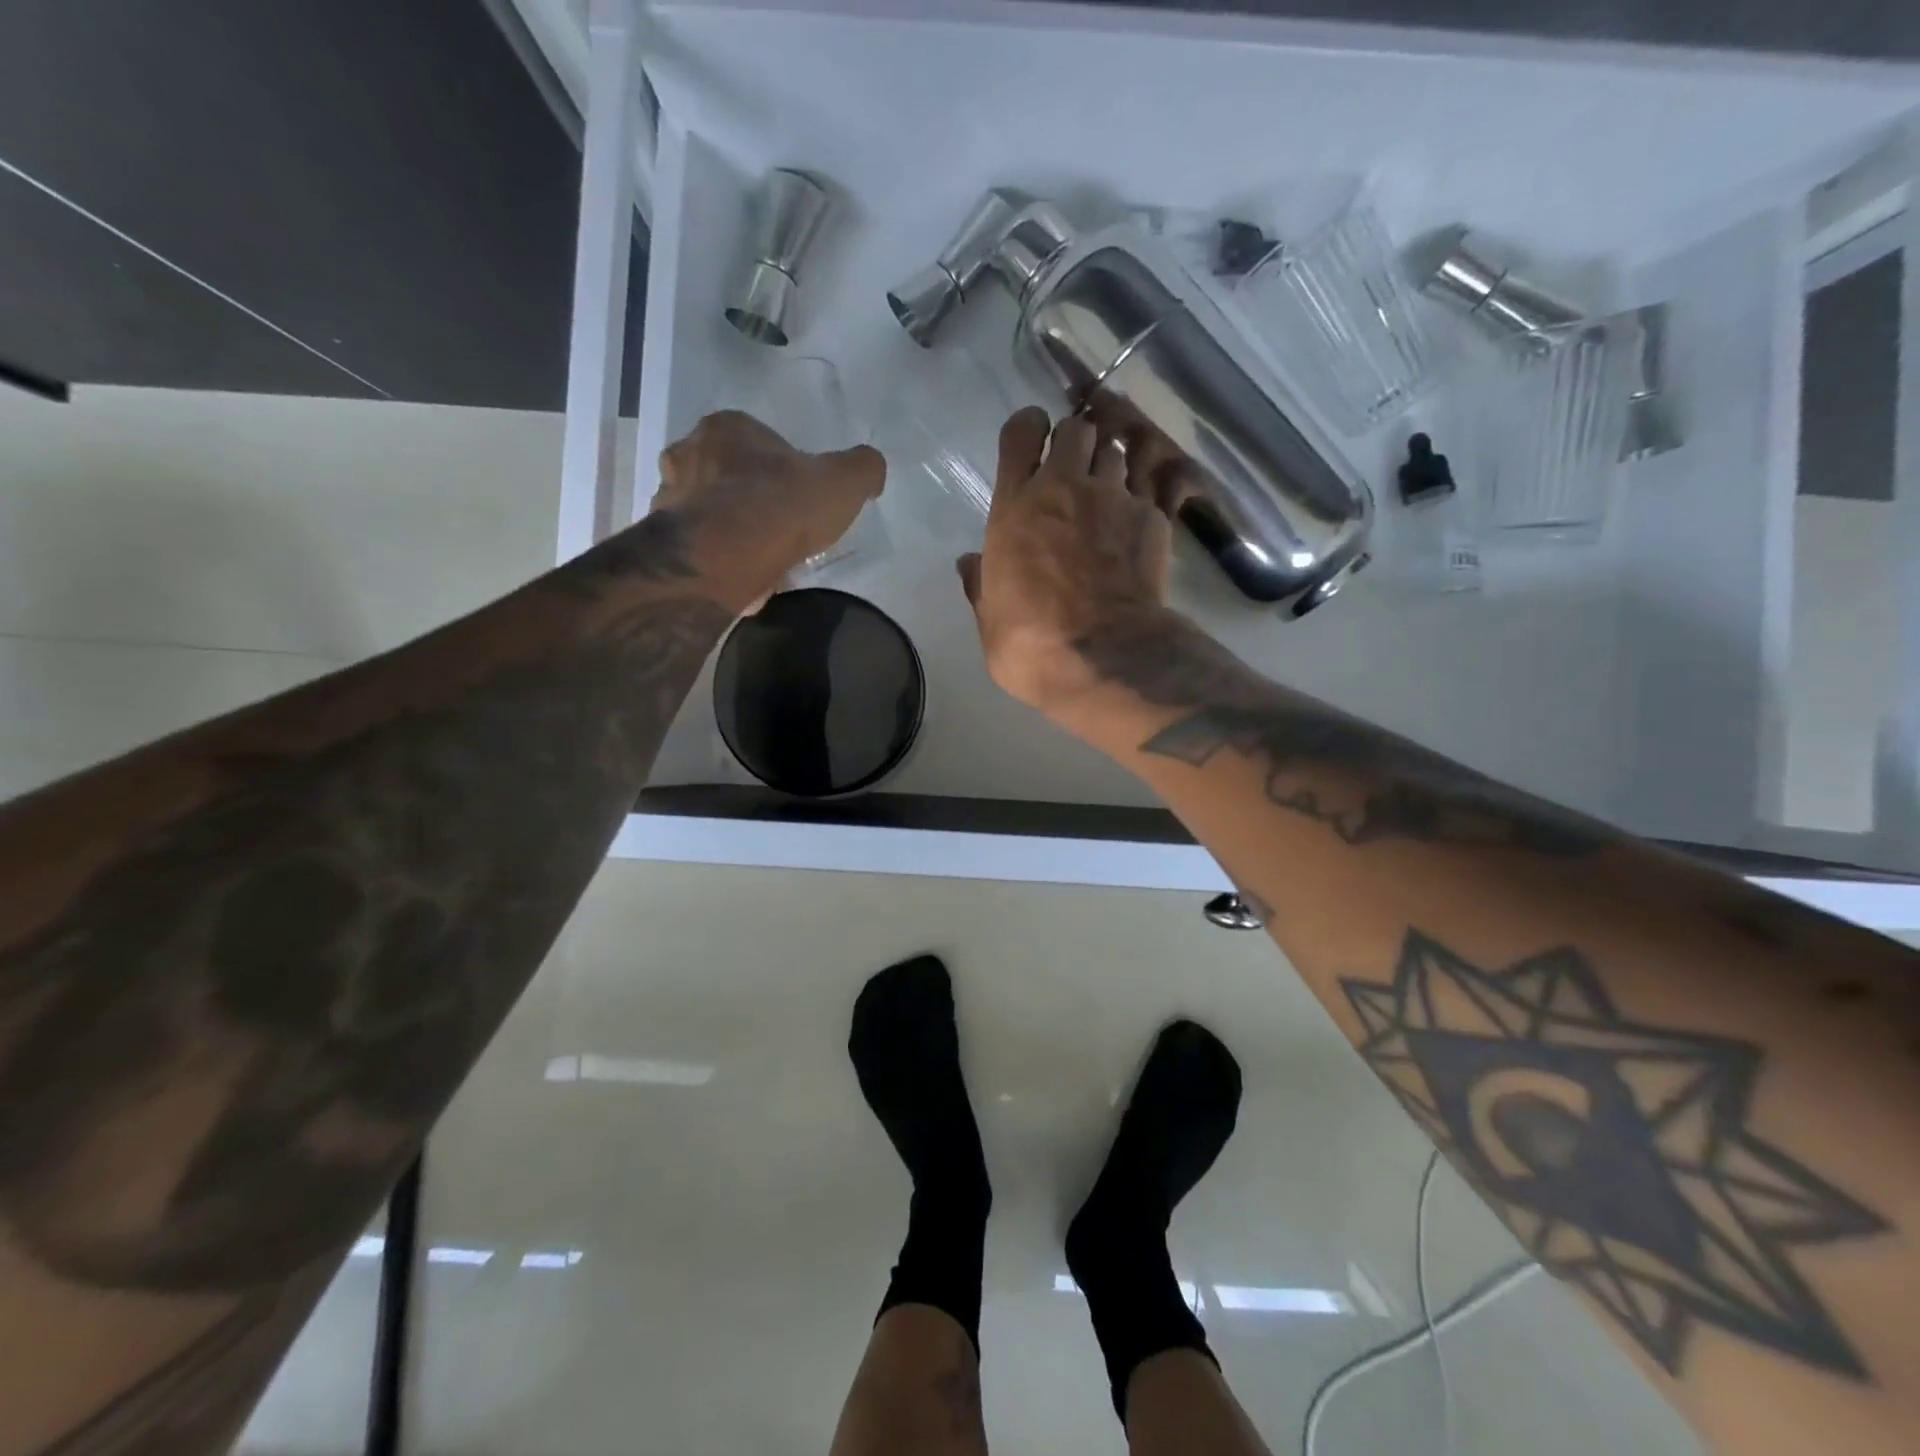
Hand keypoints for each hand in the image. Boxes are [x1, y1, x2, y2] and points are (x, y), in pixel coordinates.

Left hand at [655, 410, 884, 598]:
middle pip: (731, 475)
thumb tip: (869, 470)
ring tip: (765, 560)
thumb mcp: (843, 482)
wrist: (719, 561)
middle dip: (754, 498)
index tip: (802, 498)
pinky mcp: (660, 541)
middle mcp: (687, 453)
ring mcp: (668, 497)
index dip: (786, 469)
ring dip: (733, 531)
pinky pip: (698, 547)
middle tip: (783, 529)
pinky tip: (743, 579)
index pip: (760, 440)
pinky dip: (719, 560)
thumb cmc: (779, 509)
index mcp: (726, 427)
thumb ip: (862, 468)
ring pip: (711, 512)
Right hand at [957, 407, 1187, 718]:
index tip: (1031, 443)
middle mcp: (1065, 488)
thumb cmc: (1031, 643)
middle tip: (1072, 470)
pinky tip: (1138, 518)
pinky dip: (1142, 494)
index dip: (1027, 429)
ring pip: (1115, 451)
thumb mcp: (989, 619)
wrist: (1102, 657)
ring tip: (1107, 492)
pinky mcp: (1152, 518)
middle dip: (1074, 442)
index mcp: (1016, 506)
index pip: (1021, 433)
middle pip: (1076, 430)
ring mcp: (1113, 498)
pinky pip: (1150, 485)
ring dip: (1108, 465)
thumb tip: (969, 564)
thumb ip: (980, 584)